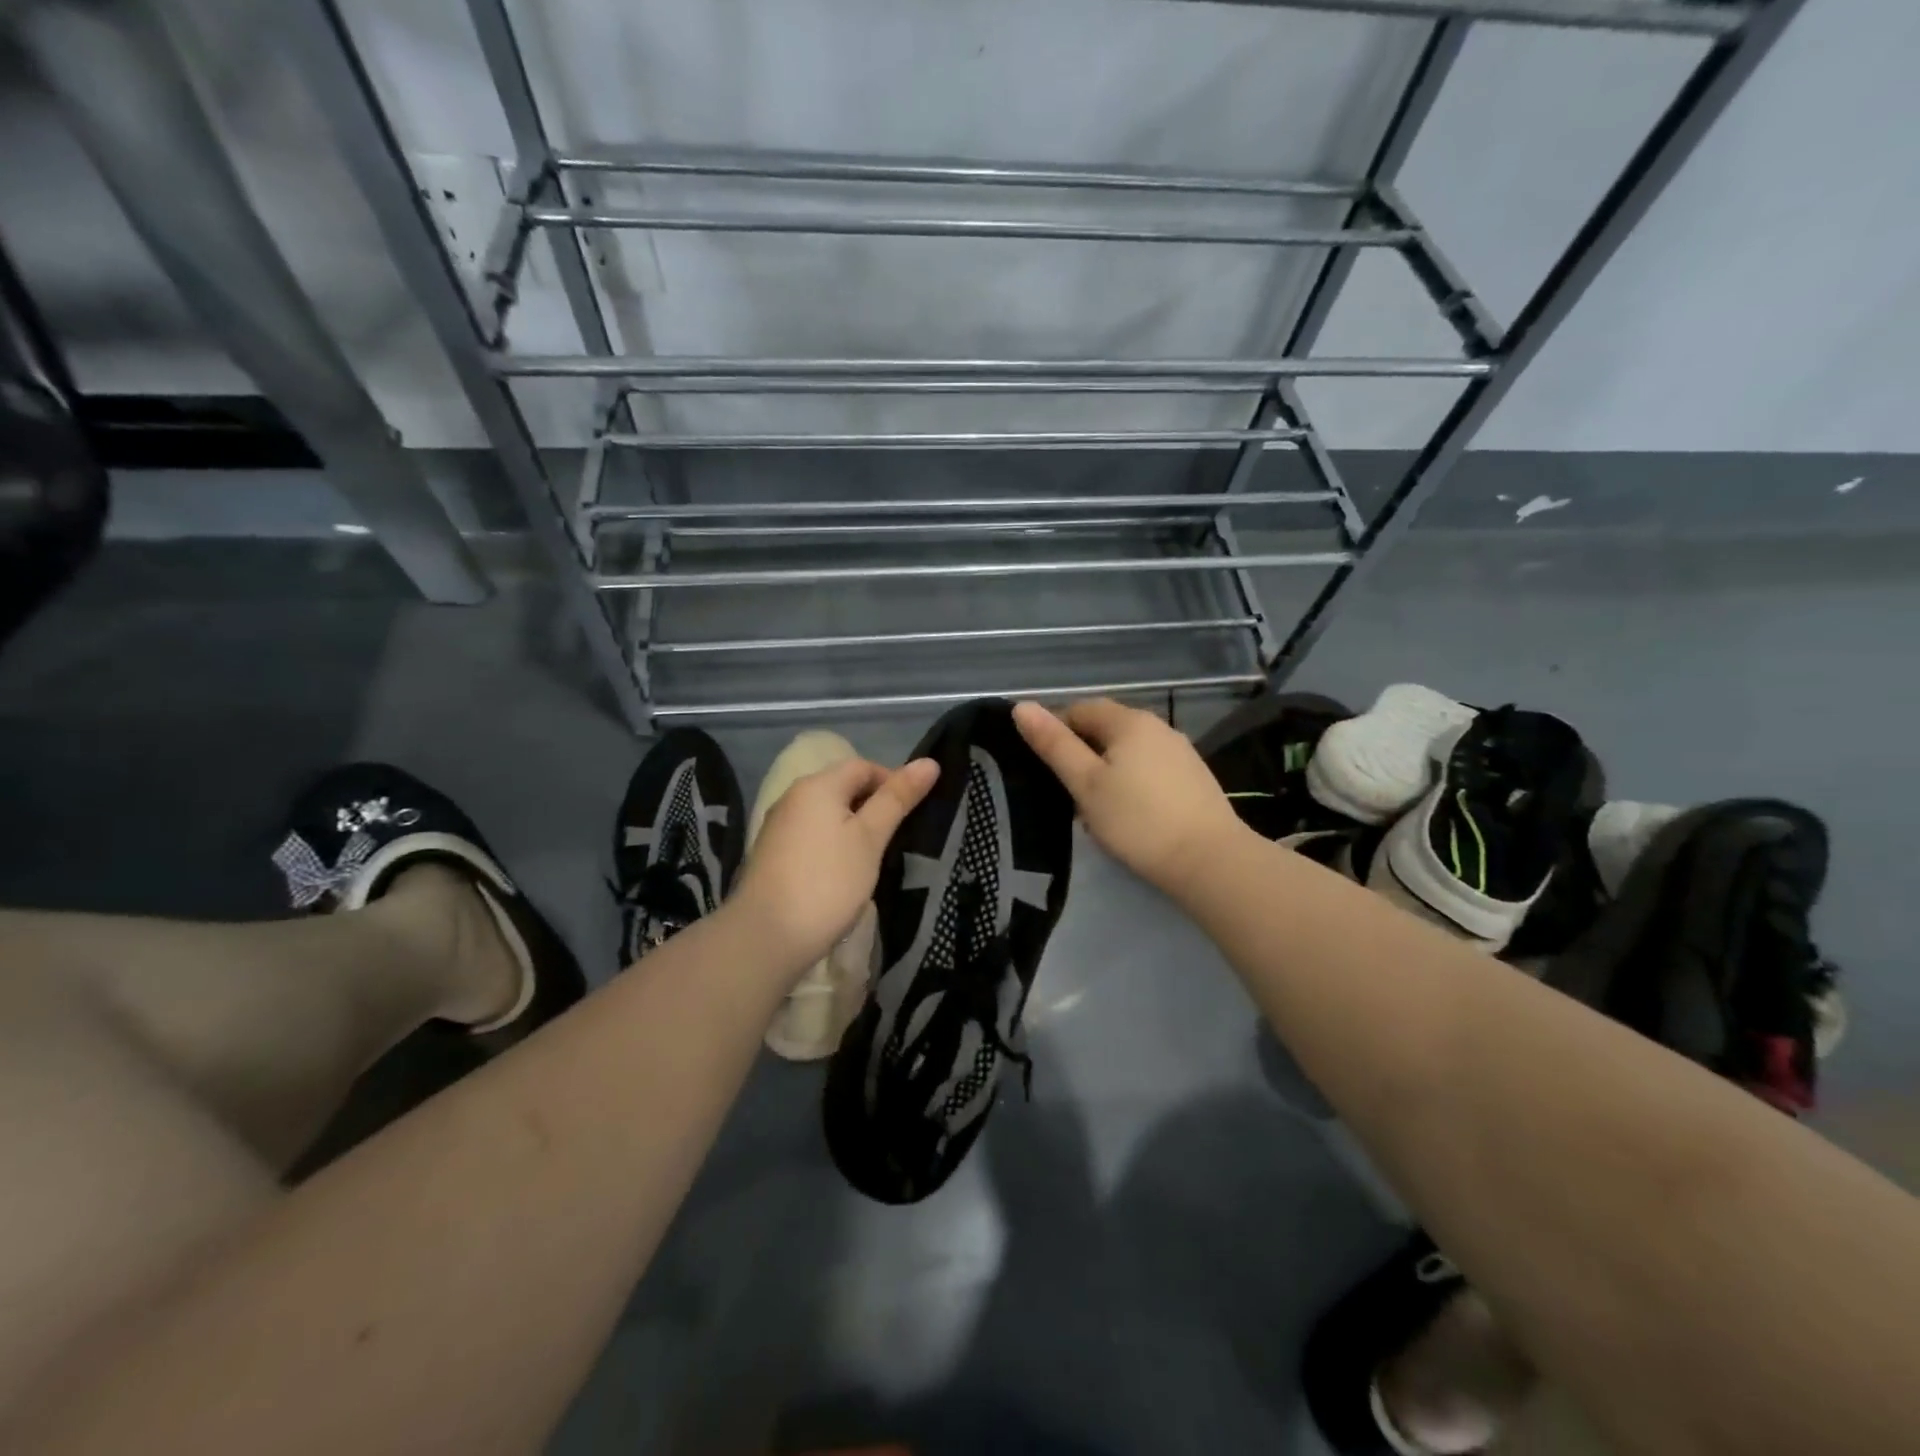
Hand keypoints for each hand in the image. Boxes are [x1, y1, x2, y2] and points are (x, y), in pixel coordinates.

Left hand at [728, 756, 939, 976]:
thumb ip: (897, 799)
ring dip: (853, 828)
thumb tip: (929, 762)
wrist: (767, 937)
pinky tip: (843, 874)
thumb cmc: (828, 882)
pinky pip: (811, 836)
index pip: (863, 766)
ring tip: (875, 858)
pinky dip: (832, 846)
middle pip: (842, 787)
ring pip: (826, 814)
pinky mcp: (772, 855)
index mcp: (817, 785)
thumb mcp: (871, 838)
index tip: (912, 814)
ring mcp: (778, 827)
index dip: (892, 782)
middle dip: (873, 806)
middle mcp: (792, 797)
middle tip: (898, 838)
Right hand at [1013, 698, 1245, 898]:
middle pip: (1106, 728)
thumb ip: (1054, 745)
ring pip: (1128, 751)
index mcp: (1129, 721)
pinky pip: (1149, 768)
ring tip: (1094, 808)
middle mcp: (1158, 726)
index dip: (1056, 731)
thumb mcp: (1086, 784)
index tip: (1044, 768)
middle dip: (1081, 753)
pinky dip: (1131, 782)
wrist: (1209, 860)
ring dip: (1105, 770)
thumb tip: (1022, 707)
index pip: (1080, 708)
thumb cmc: (1138, 820)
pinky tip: (1129, 814)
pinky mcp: (1194, 777)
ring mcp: (1180, 751)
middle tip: (1066, 793)